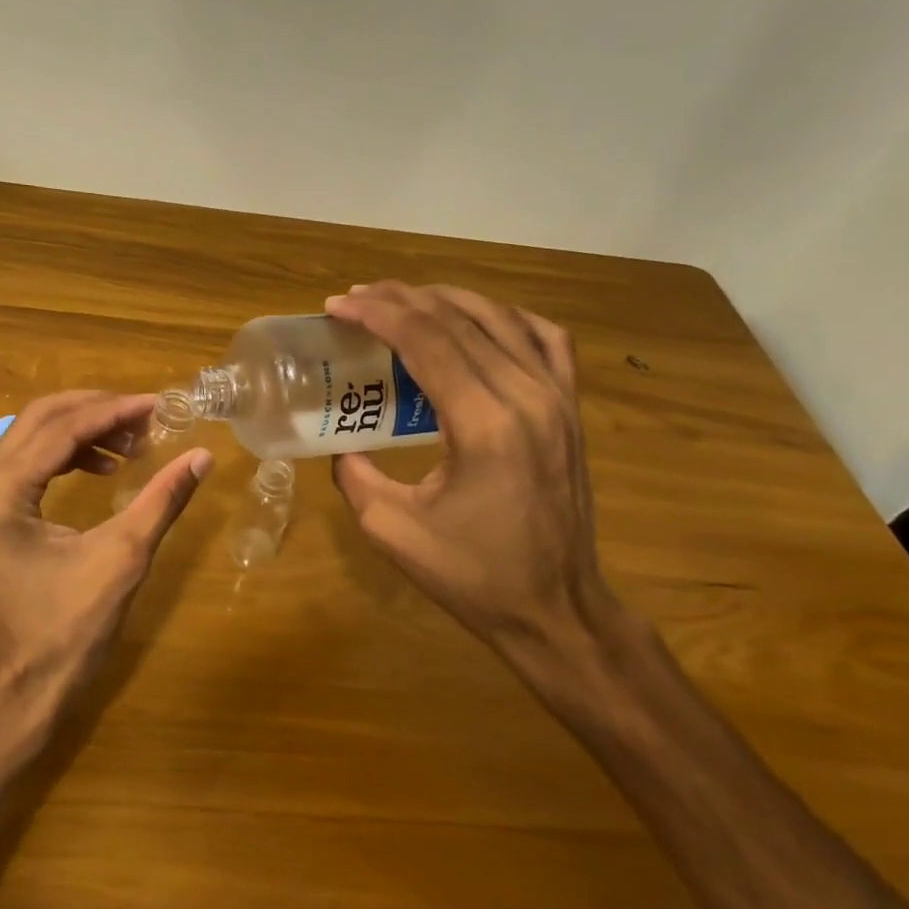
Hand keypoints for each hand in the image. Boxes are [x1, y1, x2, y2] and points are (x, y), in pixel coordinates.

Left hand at [0, 391, 211, 716]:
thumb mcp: (122, 558)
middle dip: (97, 411)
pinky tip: (108, 469)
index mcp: (1, 492)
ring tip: (135, 444)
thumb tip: (202, 456)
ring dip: (87, 431)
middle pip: (42, 419)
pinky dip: (73, 455)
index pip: (61, 429)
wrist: (26, 688)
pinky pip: (35, 464)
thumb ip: (161, 500)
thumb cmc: (69, 629)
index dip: (114, 412)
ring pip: (37, 437)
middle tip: (147, 416)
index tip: (159, 404)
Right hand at [325, 283, 647, 705]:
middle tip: (357, 299)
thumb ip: (355, 476)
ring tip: (403, 301)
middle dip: (400, 299)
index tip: (337, 305)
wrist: (556, 609)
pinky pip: (545, 339)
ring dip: (446, 300)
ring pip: (500, 317)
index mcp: (484, 425)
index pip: (426, 340)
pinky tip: (479, 321)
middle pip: (458, 319)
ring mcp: (557, 398)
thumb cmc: (473, 576)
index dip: (377, 313)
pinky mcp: (571, 408)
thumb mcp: (391, 530)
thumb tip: (341, 444)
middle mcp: (527, 396)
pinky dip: (505, 317)